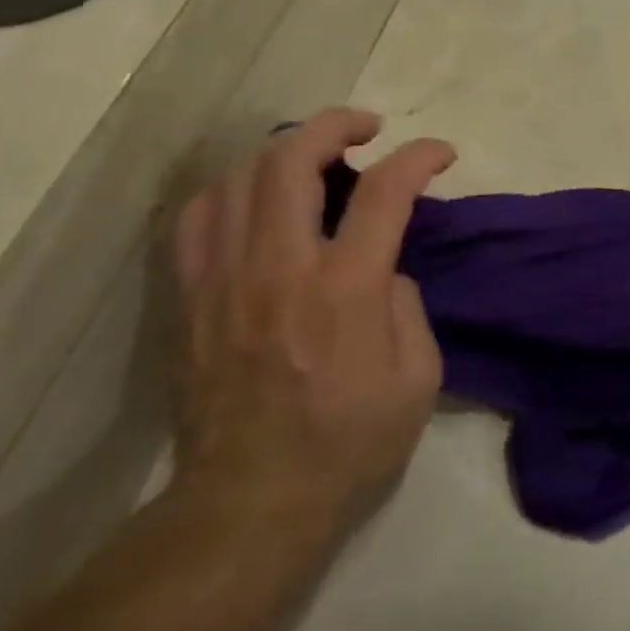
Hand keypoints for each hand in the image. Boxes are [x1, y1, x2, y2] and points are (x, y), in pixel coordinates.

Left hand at [169, 108, 454, 542]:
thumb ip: (408, 305)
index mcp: (345, 290)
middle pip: (292, 160)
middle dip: (336, 124)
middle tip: (366, 128)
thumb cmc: (348, 445)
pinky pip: (196, 218)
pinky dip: (230, 189)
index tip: (440, 153)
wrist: (249, 506)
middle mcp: (279, 269)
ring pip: (239, 177)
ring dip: (283, 150)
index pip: (385, 192)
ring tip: (312, 157)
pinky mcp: (189, 299)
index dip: (419, 157)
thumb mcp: (418, 380)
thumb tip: (382, 267)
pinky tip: (253, 197)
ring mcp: (223, 280)